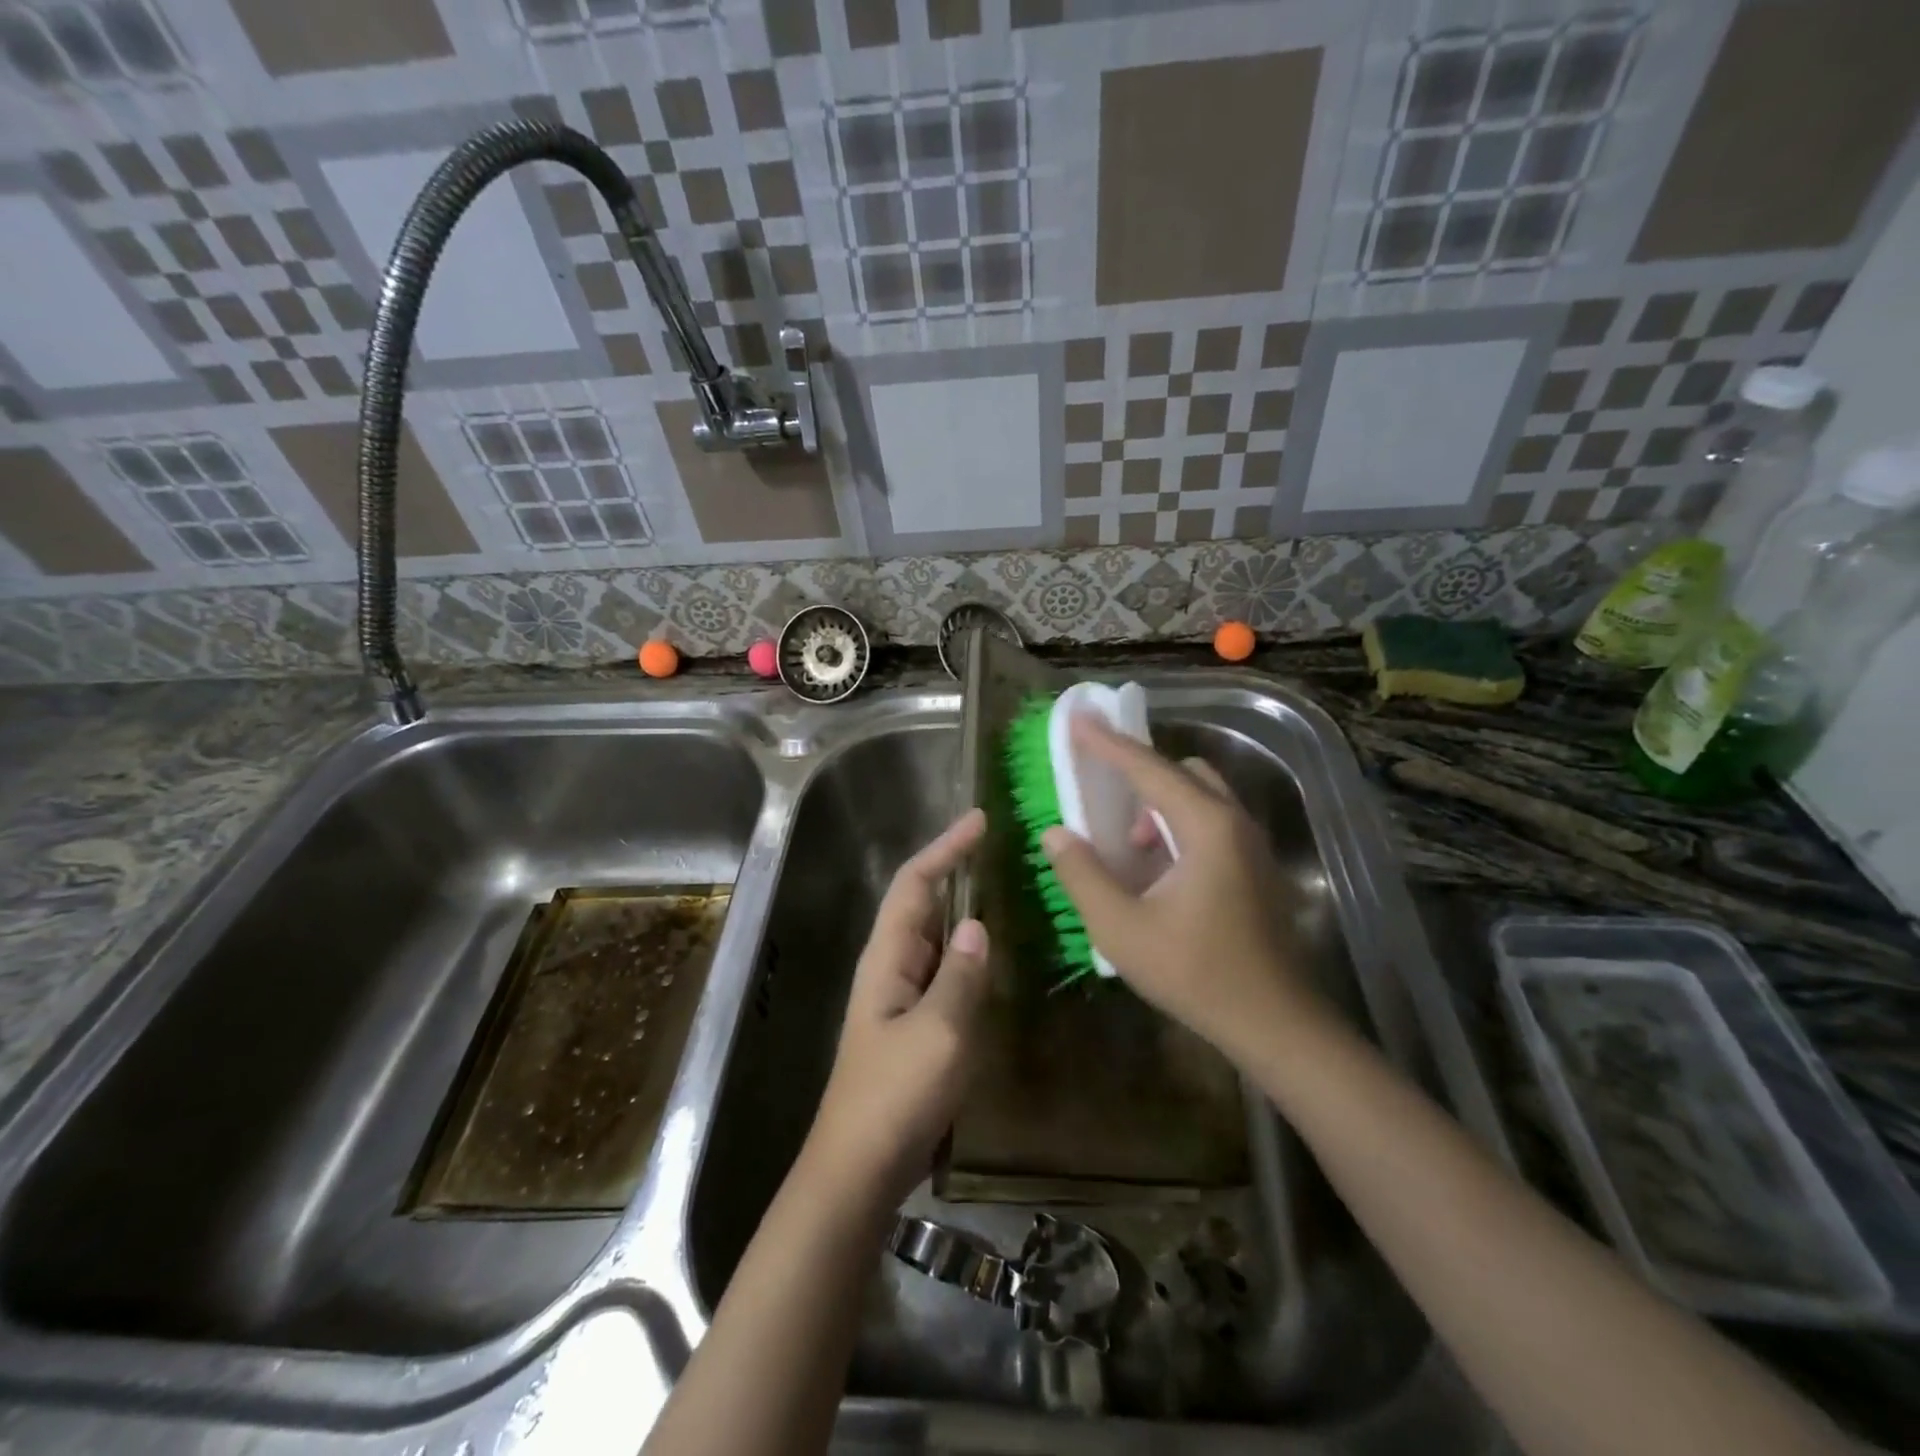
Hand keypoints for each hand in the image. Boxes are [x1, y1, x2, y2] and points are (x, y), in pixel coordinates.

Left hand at [808, 808, 991, 1205]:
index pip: (915, 883)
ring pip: (935, 937)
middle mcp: (891, 966)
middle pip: (922, 902)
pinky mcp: (915, 1024)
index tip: (980, 822)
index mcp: (888, 957)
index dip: (946, 848)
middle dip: (955, 870)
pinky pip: (944, 971)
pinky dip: (968, 952)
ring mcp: (901, 997)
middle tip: (1000, 849)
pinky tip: (993, 956)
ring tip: (1004, 889)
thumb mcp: (939, 1032)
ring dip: (963, 908)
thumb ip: (961, 975)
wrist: (860, 1167)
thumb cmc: (895, 1095)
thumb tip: (978, 925)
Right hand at [1041, 717, 1323, 1062]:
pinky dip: (1178, 824)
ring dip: (1159, 804)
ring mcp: (1251, 844)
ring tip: (1129, 845)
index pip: (1148, 769)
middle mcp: (1234, 822)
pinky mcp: (1256, 866)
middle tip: (1100, 792)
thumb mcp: (1122, 929)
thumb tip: (1056, 833)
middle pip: (1181, 772)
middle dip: (1137, 774)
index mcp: (1205, 827)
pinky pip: (1212, 820)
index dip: (1107, 743)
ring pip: (1200, 796)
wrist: (1274, 1023)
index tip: (1076, 718)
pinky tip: (1158, 870)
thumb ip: (1083, 875)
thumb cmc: (1195, 974)